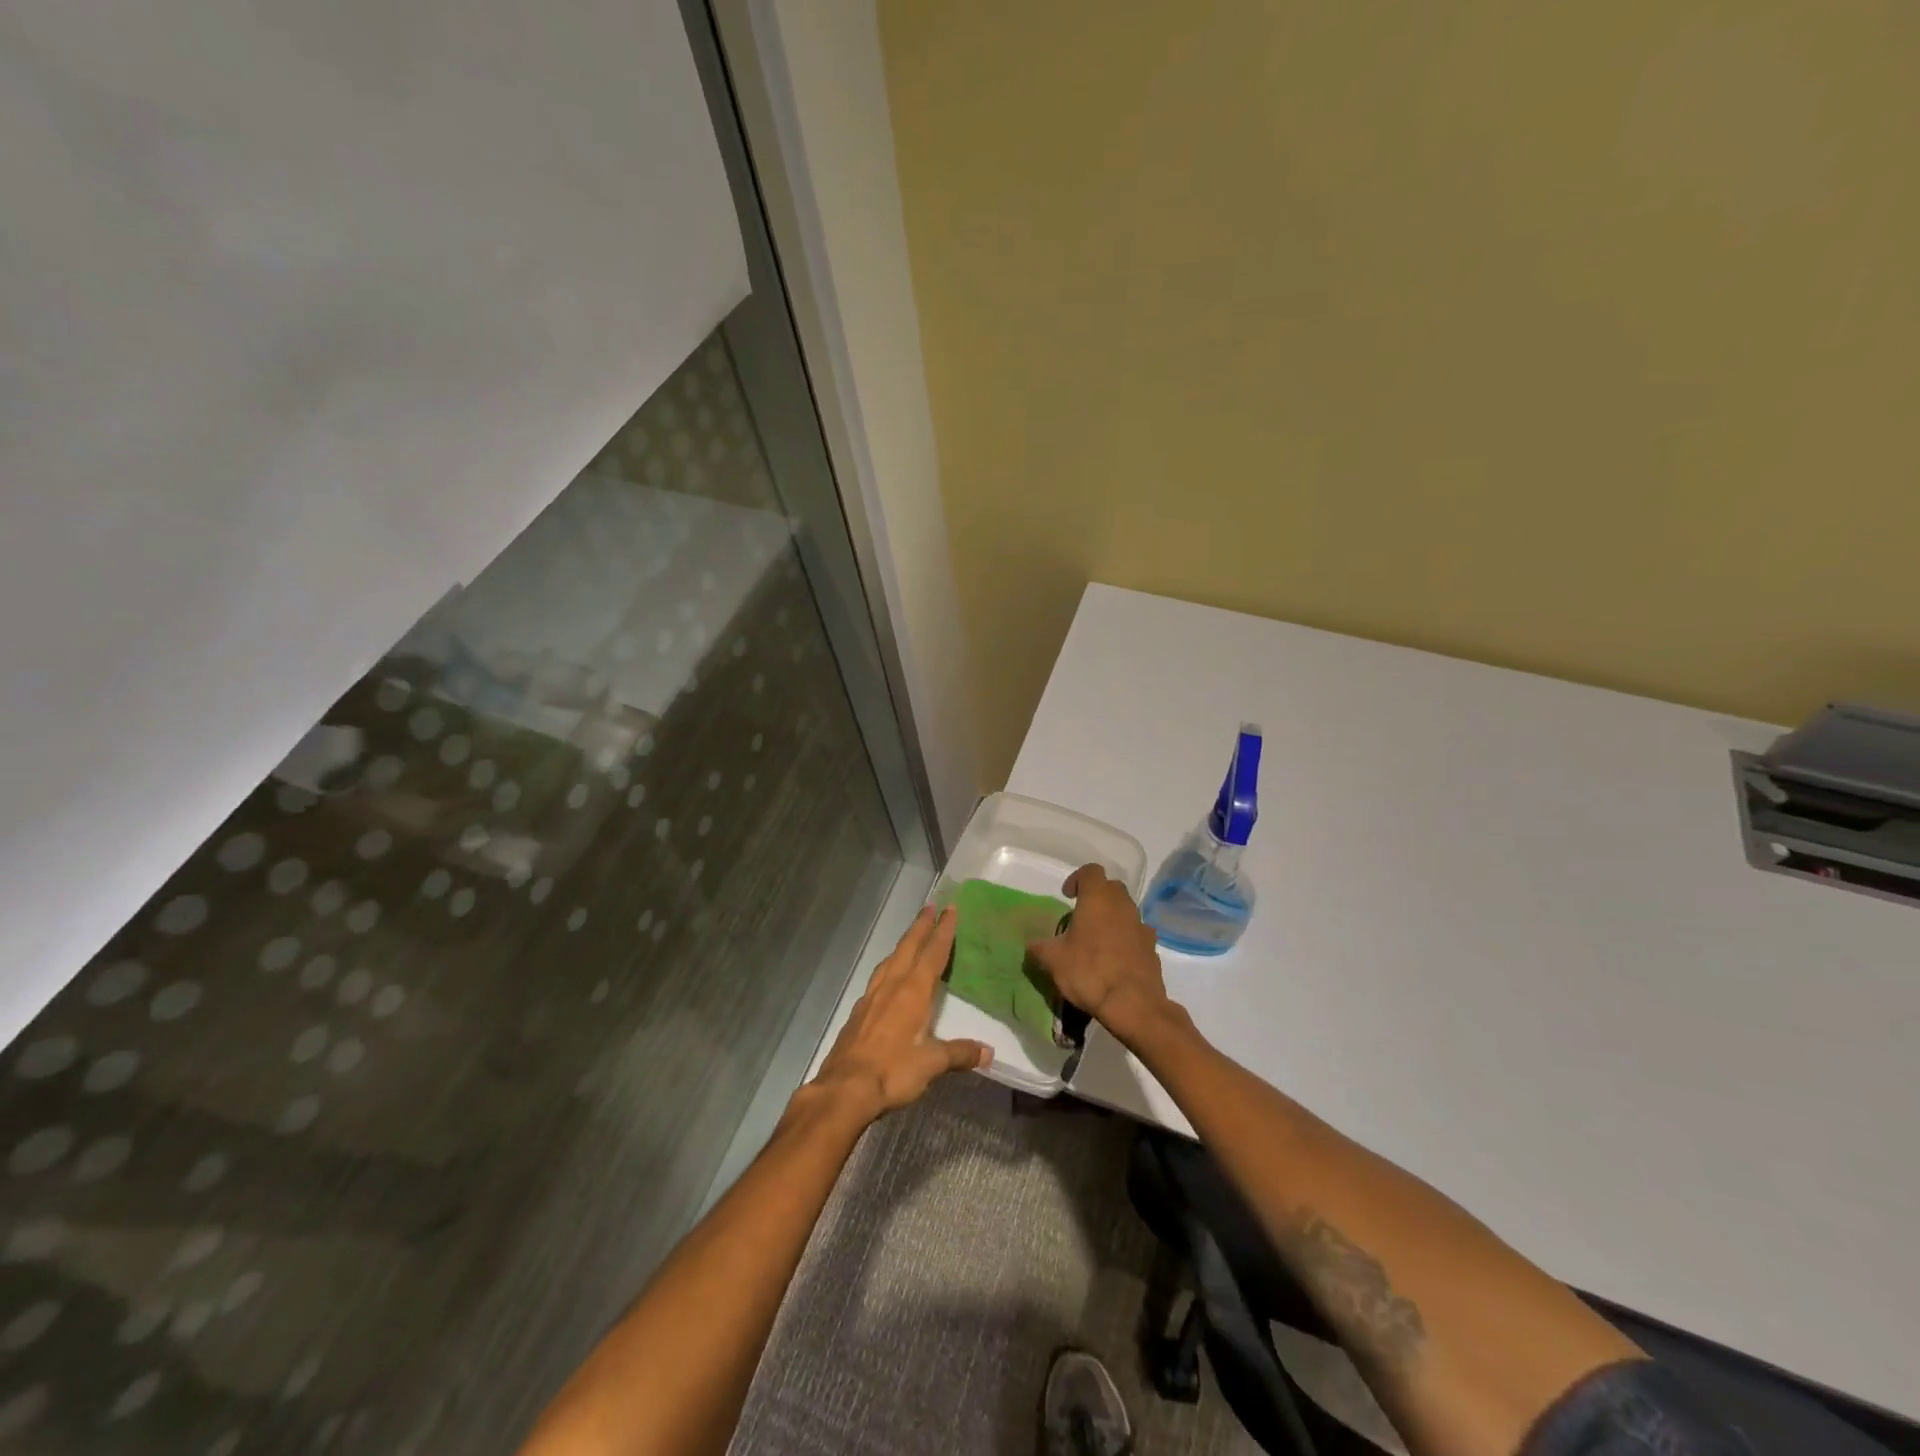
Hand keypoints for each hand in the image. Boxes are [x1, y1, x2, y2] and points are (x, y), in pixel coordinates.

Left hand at [808, 905, 990, 1123]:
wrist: (844, 1089)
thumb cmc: (892, 1071)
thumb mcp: (931, 1064)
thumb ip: (959, 1054)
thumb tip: (988, 1052)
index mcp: (912, 991)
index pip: (932, 953)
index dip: (943, 931)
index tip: (950, 909)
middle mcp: (892, 986)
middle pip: (908, 947)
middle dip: (921, 926)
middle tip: (930, 906)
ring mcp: (871, 997)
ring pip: (890, 960)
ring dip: (903, 944)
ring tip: (911, 937)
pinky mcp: (858, 1012)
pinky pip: (878, 978)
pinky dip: (889, 967)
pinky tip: (888, 977)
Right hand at [1027, 864, 1173, 1044]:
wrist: (1133, 1004)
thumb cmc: (1089, 972)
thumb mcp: (1053, 961)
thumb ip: (1039, 947)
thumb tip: (1031, 945)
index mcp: (1097, 898)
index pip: (1090, 871)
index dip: (1077, 879)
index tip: (1067, 896)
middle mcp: (1122, 905)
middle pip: (1111, 887)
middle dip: (1096, 896)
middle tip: (1081, 915)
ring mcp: (1141, 925)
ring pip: (1126, 909)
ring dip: (1112, 917)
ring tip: (1097, 939)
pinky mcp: (1153, 947)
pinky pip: (1137, 932)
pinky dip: (1126, 937)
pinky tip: (1115, 958)